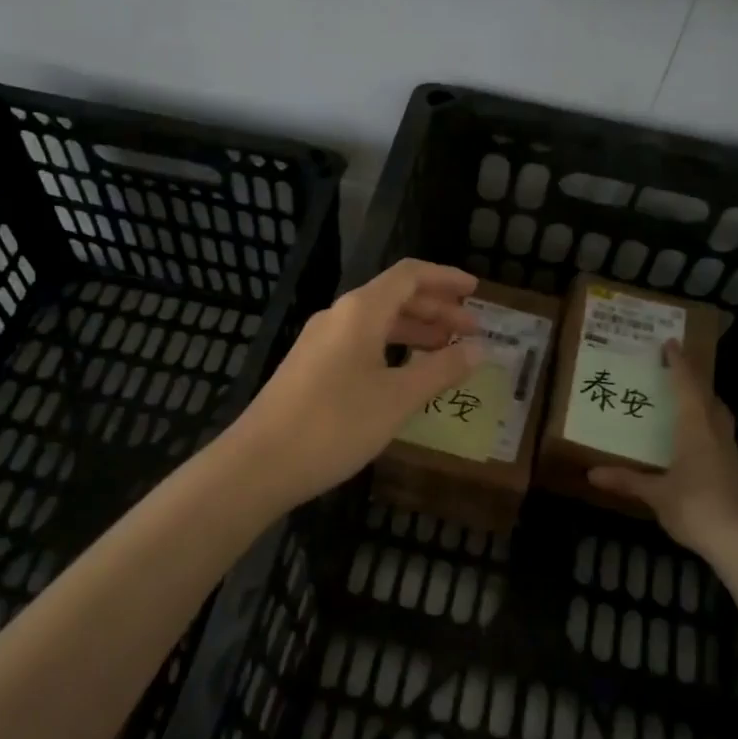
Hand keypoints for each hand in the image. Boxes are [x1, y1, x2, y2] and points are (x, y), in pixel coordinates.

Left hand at [224, 259, 486, 506]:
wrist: (258, 463)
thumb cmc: (335, 424)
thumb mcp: (397, 398)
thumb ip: (440, 370)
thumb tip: (479, 349)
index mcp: (361, 311)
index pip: (409, 275)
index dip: (445, 278)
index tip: (476, 291)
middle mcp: (338, 316)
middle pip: (394, 297)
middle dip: (436, 310)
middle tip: (471, 330)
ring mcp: (320, 342)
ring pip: (376, 323)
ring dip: (414, 331)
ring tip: (446, 351)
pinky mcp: (310, 367)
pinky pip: (360, 344)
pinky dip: (390, 350)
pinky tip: (404, 376)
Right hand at [587, 341, 737, 557]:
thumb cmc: (695, 507)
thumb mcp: (655, 494)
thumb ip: (626, 480)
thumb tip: (591, 473)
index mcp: (695, 429)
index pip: (688, 387)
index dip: (680, 364)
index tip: (672, 344)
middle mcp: (716, 434)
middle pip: (709, 399)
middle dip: (696, 382)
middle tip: (678, 373)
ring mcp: (731, 454)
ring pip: (719, 418)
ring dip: (706, 405)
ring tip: (687, 404)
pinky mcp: (736, 473)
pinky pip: (721, 438)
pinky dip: (708, 430)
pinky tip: (696, 445)